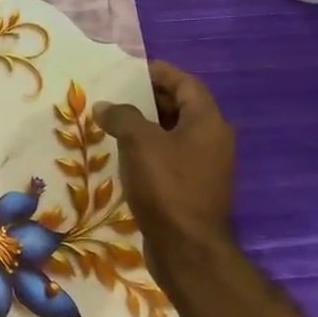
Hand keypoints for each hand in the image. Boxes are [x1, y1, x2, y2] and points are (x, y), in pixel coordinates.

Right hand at [97, 61, 236, 274]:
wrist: (186, 247)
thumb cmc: (167, 186)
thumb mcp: (140, 142)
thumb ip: (122, 117)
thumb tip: (105, 107)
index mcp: (208, 123)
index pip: (186, 84)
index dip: (160, 72)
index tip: (130, 68)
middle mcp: (211, 140)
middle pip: (181, 107)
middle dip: (149, 97)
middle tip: (115, 93)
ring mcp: (203, 166)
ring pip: (173, 133)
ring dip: (145, 124)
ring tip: (112, 120)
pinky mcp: (191, 187)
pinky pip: (168, 155)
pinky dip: (147, 147)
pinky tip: (122, 152)